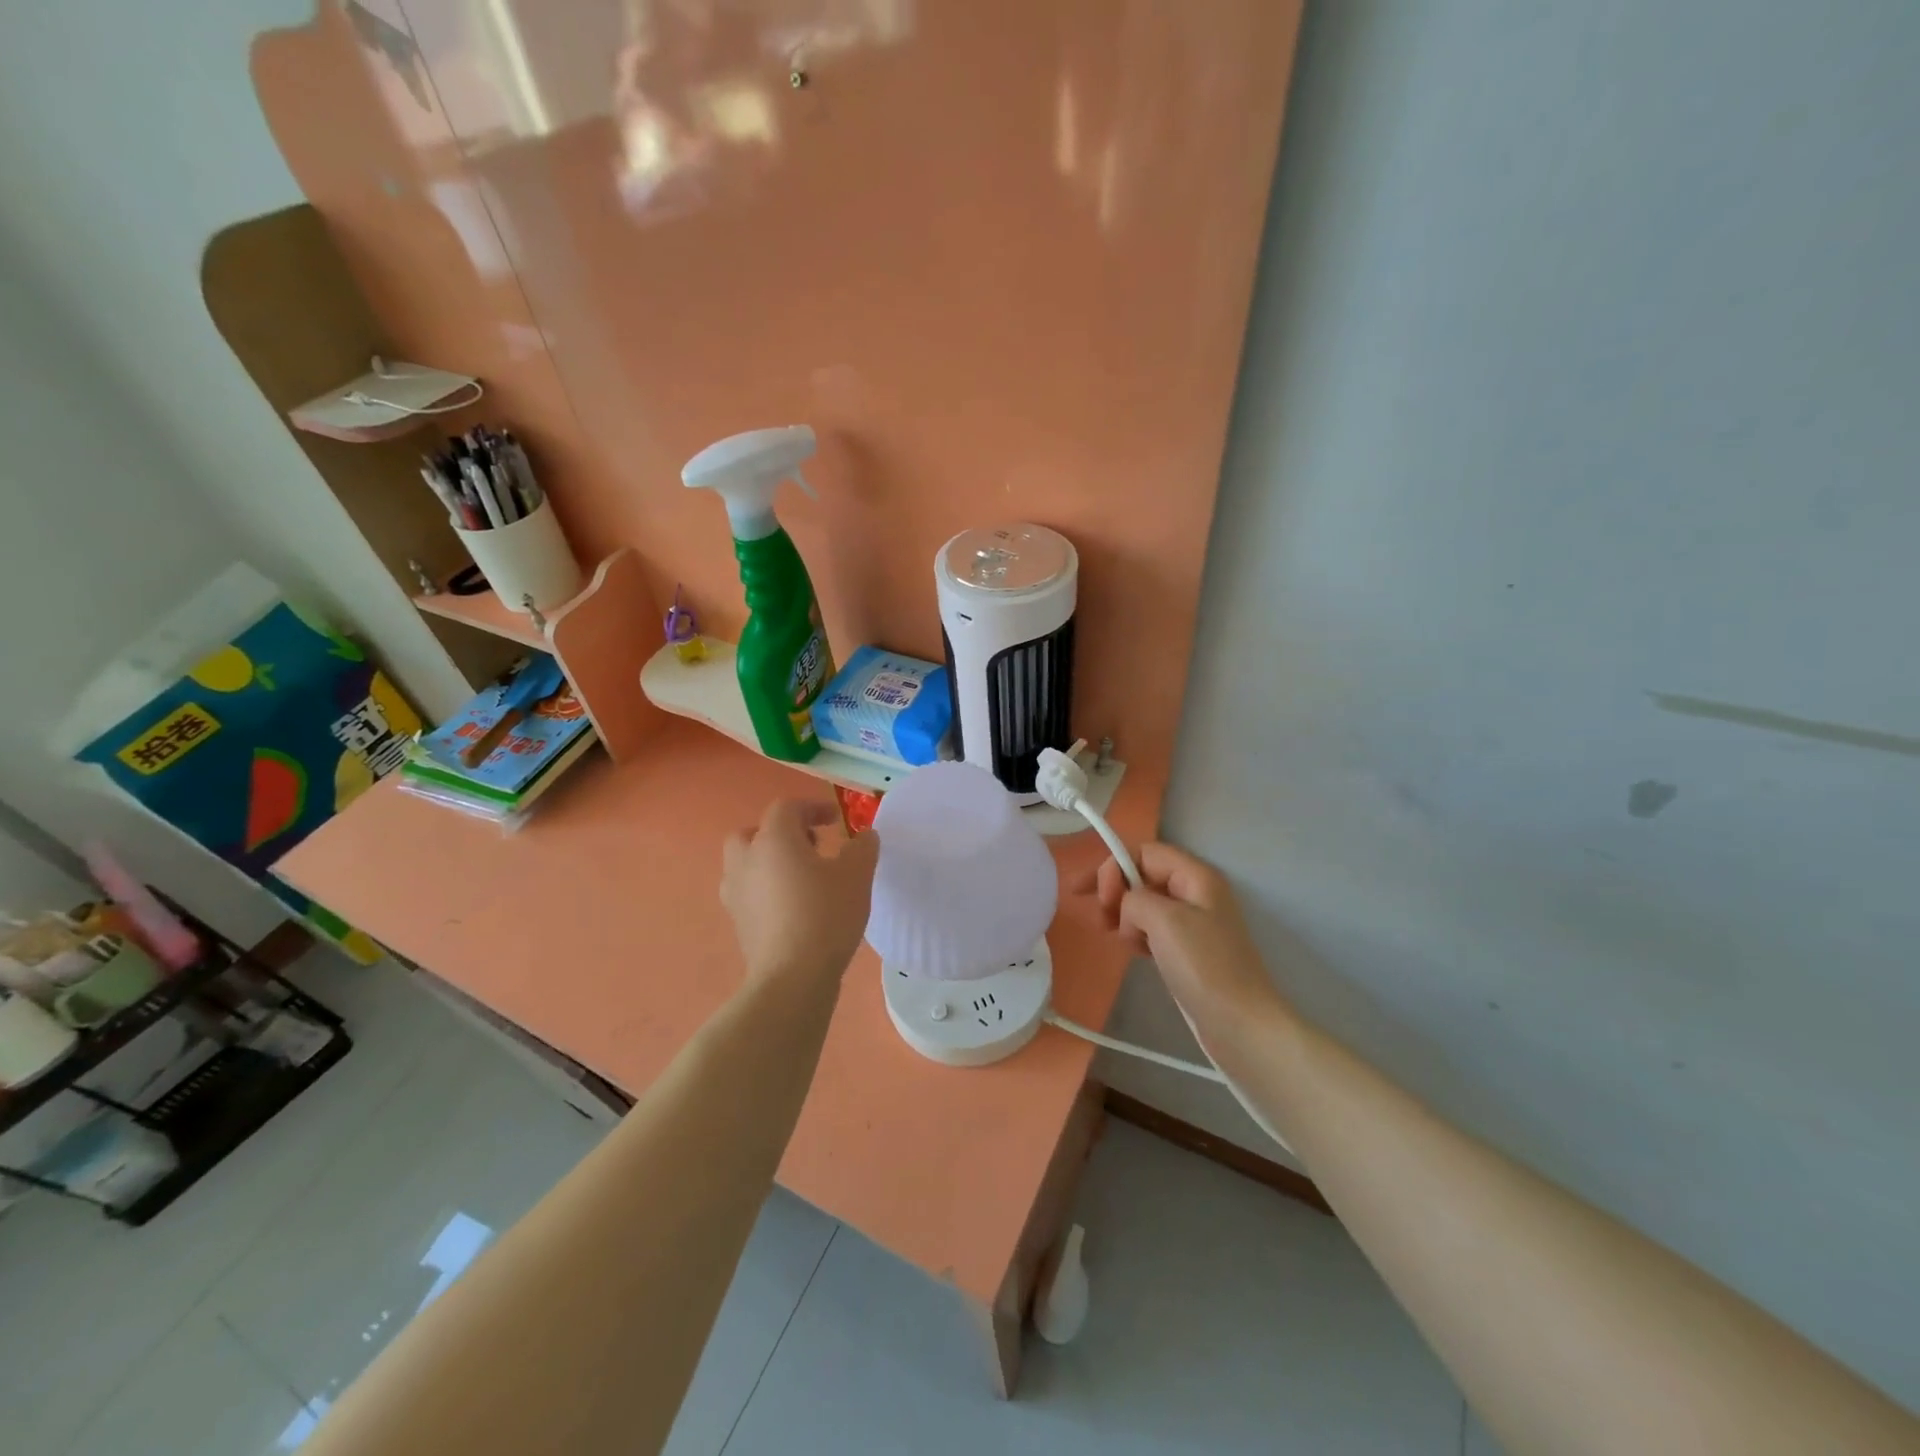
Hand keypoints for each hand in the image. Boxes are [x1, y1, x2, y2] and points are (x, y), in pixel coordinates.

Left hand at [722, 799, 878, 990]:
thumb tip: (864, 836)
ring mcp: (736, 893)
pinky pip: (750, 893)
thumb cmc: (825, 915)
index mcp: (773, 840)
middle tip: (810, 847)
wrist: (792, 977)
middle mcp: (746, 860)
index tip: (837, 821)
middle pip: (754, 833)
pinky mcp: (738, 923)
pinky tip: (794, 908)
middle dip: (781, 834)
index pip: (786, 808)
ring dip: (770, 862)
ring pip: (747, 864)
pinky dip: (767, 891)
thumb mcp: (857, 875)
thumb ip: (862, 848)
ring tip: (803, 879)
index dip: (812, 808)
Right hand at [1095, 842, 1287, 1025]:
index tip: (1101, 899)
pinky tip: (1133, 951)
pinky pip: (1153, 929)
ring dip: (1124, 915)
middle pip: (1144, 875)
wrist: (1241, 1025)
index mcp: (1196, 876)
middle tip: (1101, 918)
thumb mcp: (1164, 920)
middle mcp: (1196, 892)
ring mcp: (1193, 923)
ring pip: (1146, 903)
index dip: (1117, 868)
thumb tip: (1128, 908)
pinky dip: (1137, 934)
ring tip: (1118, 937)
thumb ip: (1134, 898)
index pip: (1145, 852)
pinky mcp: (1188, 950)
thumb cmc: (1204, 966)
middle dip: (1116, 890)